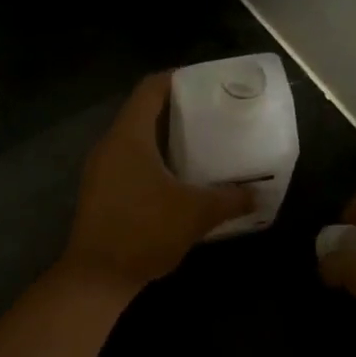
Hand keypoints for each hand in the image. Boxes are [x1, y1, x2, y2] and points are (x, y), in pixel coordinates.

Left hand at [62, 74, 253, 290]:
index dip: (178, 79)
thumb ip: (230, 199)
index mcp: (129, 136)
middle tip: (211, 114)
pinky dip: (153, 160)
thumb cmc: (145, 231)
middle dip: (176, 110)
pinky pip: (128, 161)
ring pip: (135, 139)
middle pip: (142, 112)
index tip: (207, 83)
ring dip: (164, 138)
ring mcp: (100, 169)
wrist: (97, 277)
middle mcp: (110, 145)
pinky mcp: (100, 192)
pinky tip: (177, 178)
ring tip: (199, 143)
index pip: (151, 89)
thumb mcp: (196, 213)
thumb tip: (258, 194)